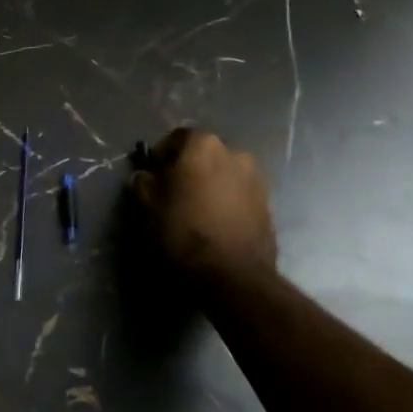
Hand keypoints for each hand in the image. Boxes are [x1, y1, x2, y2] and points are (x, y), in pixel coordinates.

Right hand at [131, 128, 276, 290]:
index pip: (179, 137)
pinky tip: (216, 223)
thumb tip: (145, 176)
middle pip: (205, 154)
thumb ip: (144, 183)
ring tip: (197, 209)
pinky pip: (240, 195)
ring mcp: (256, 180)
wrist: (232, 275)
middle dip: (190, 167)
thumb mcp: (148, 207)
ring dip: (212, 184)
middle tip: (175, 191)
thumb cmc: (183, 231)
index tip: (154, 172)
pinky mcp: (268, 207)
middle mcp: (235, 154)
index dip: (163, 153)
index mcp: (204, 145)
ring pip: (225, 174)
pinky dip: (228, 202)